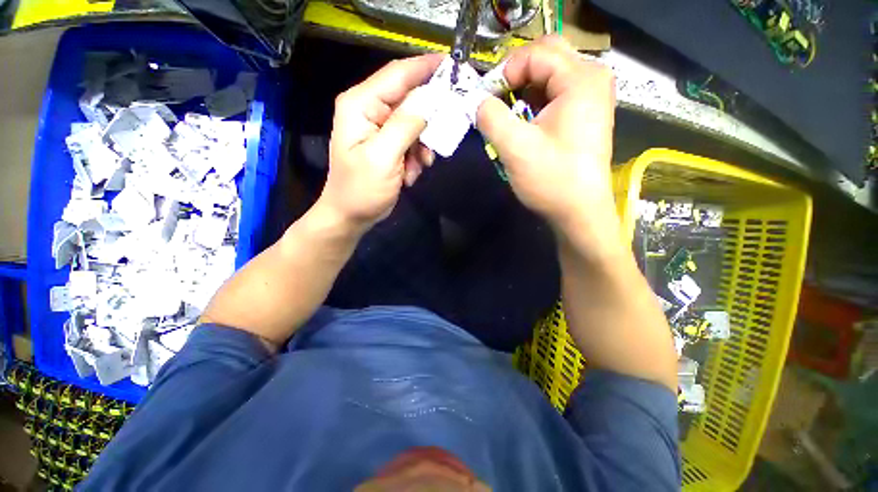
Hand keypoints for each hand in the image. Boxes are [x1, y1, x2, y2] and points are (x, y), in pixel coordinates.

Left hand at [320, 54, 442, 232]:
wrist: (352, 215)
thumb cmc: (361, 189)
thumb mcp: (383, 158)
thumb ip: (405, 126)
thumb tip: (429, 103)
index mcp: (361, 104)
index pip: (398, 75)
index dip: (426, 67)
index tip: (455, 65)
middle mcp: (370, 110)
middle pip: (410, 99)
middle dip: (429, 119)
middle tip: (446, 131)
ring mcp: (381, 128)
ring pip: (416, 123)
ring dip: (423, 145)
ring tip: (419, 165)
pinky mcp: (389, 145)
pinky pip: (413, 141)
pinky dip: (417, 157)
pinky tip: (410, 174)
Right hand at [476, 37, 619, 254]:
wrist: (579, 212)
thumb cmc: (552, 180)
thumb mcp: (515, 147)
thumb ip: (490, 117)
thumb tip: (477, 102)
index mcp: (580, 79)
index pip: (535, 54)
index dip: (504, 72)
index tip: (485, 100)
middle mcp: (592, 79)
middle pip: (546, 57)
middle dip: (515, 75)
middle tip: (497, 101)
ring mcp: (591, 97)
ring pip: (550, 76)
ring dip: (524, 90)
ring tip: (508, 115)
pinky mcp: (585, 115)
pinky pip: (556, 94)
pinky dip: (535, 102)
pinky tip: (525, 123)